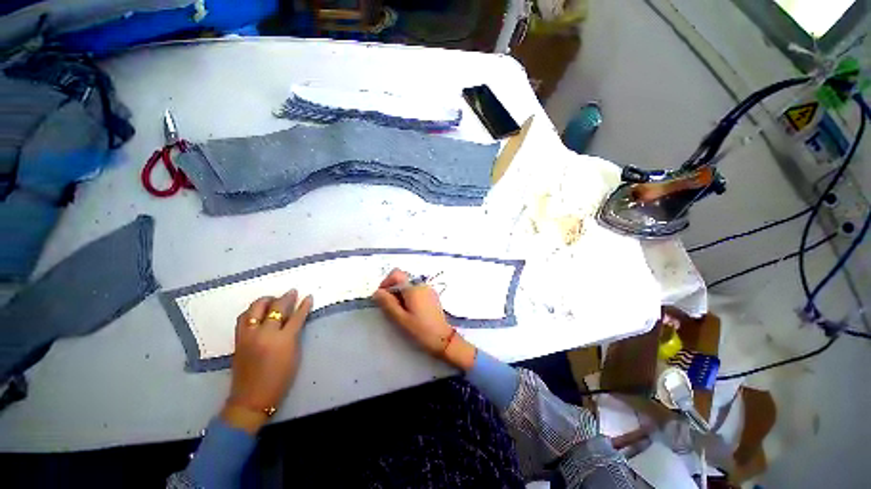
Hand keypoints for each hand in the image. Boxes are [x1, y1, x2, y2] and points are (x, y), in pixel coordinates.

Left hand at [221, 289, 313, 433]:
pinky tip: (257, 311)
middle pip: (276, 308)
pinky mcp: (238, 340)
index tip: (308, 296)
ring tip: (272, 298)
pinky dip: (251, 311)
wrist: (252, 398)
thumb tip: (295, 320)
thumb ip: (294, 335)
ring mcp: (249, 336)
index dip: (304, 305)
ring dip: (265, 300)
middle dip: (286, 298)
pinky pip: (243, 318)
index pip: (296, 316)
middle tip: (292, 292)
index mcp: (283, 340)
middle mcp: (265, 334)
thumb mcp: (294, 355)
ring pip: (255, 309)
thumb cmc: (280, 379)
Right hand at [372, 269, 475, 370]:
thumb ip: (387, 303)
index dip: (386, 282)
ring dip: (401, 294)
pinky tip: (411, 312)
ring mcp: (428, 289)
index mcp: (413, 288)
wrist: (442, 338)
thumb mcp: (400, 318)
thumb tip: (377, 292)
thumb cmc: (420, 329)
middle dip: (393, 290)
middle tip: (390, 308)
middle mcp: (421, 285)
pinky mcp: (432, 295)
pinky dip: (410, 297)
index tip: (382, 296)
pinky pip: (417, 291)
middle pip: (402, 280)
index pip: (396, 274)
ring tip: (400, 312)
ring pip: (409, 286)